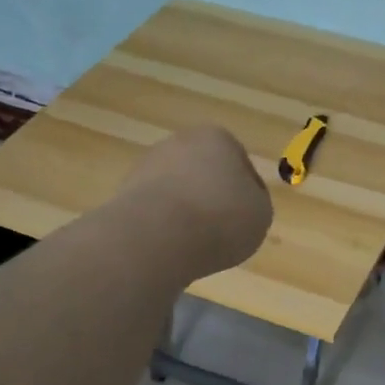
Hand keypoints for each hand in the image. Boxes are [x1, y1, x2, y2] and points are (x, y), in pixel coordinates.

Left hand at [118, 125, 272, 277]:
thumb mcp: (261, 212)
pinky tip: (171, 246)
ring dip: (187, 212)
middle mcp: (179, 142)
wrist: (159, 237)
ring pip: (178, 191)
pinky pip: (156, 211)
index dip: (248, 193)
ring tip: (196, 244)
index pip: (241, 165)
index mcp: (217, 138)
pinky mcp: (124, 193)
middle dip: (212, 197)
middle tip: (223, 230)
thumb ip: (255, 202)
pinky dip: (164, 226)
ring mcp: (146, 166)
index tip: (248, 218)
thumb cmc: (221, 218)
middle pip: (205, 173)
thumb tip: (240, 202)